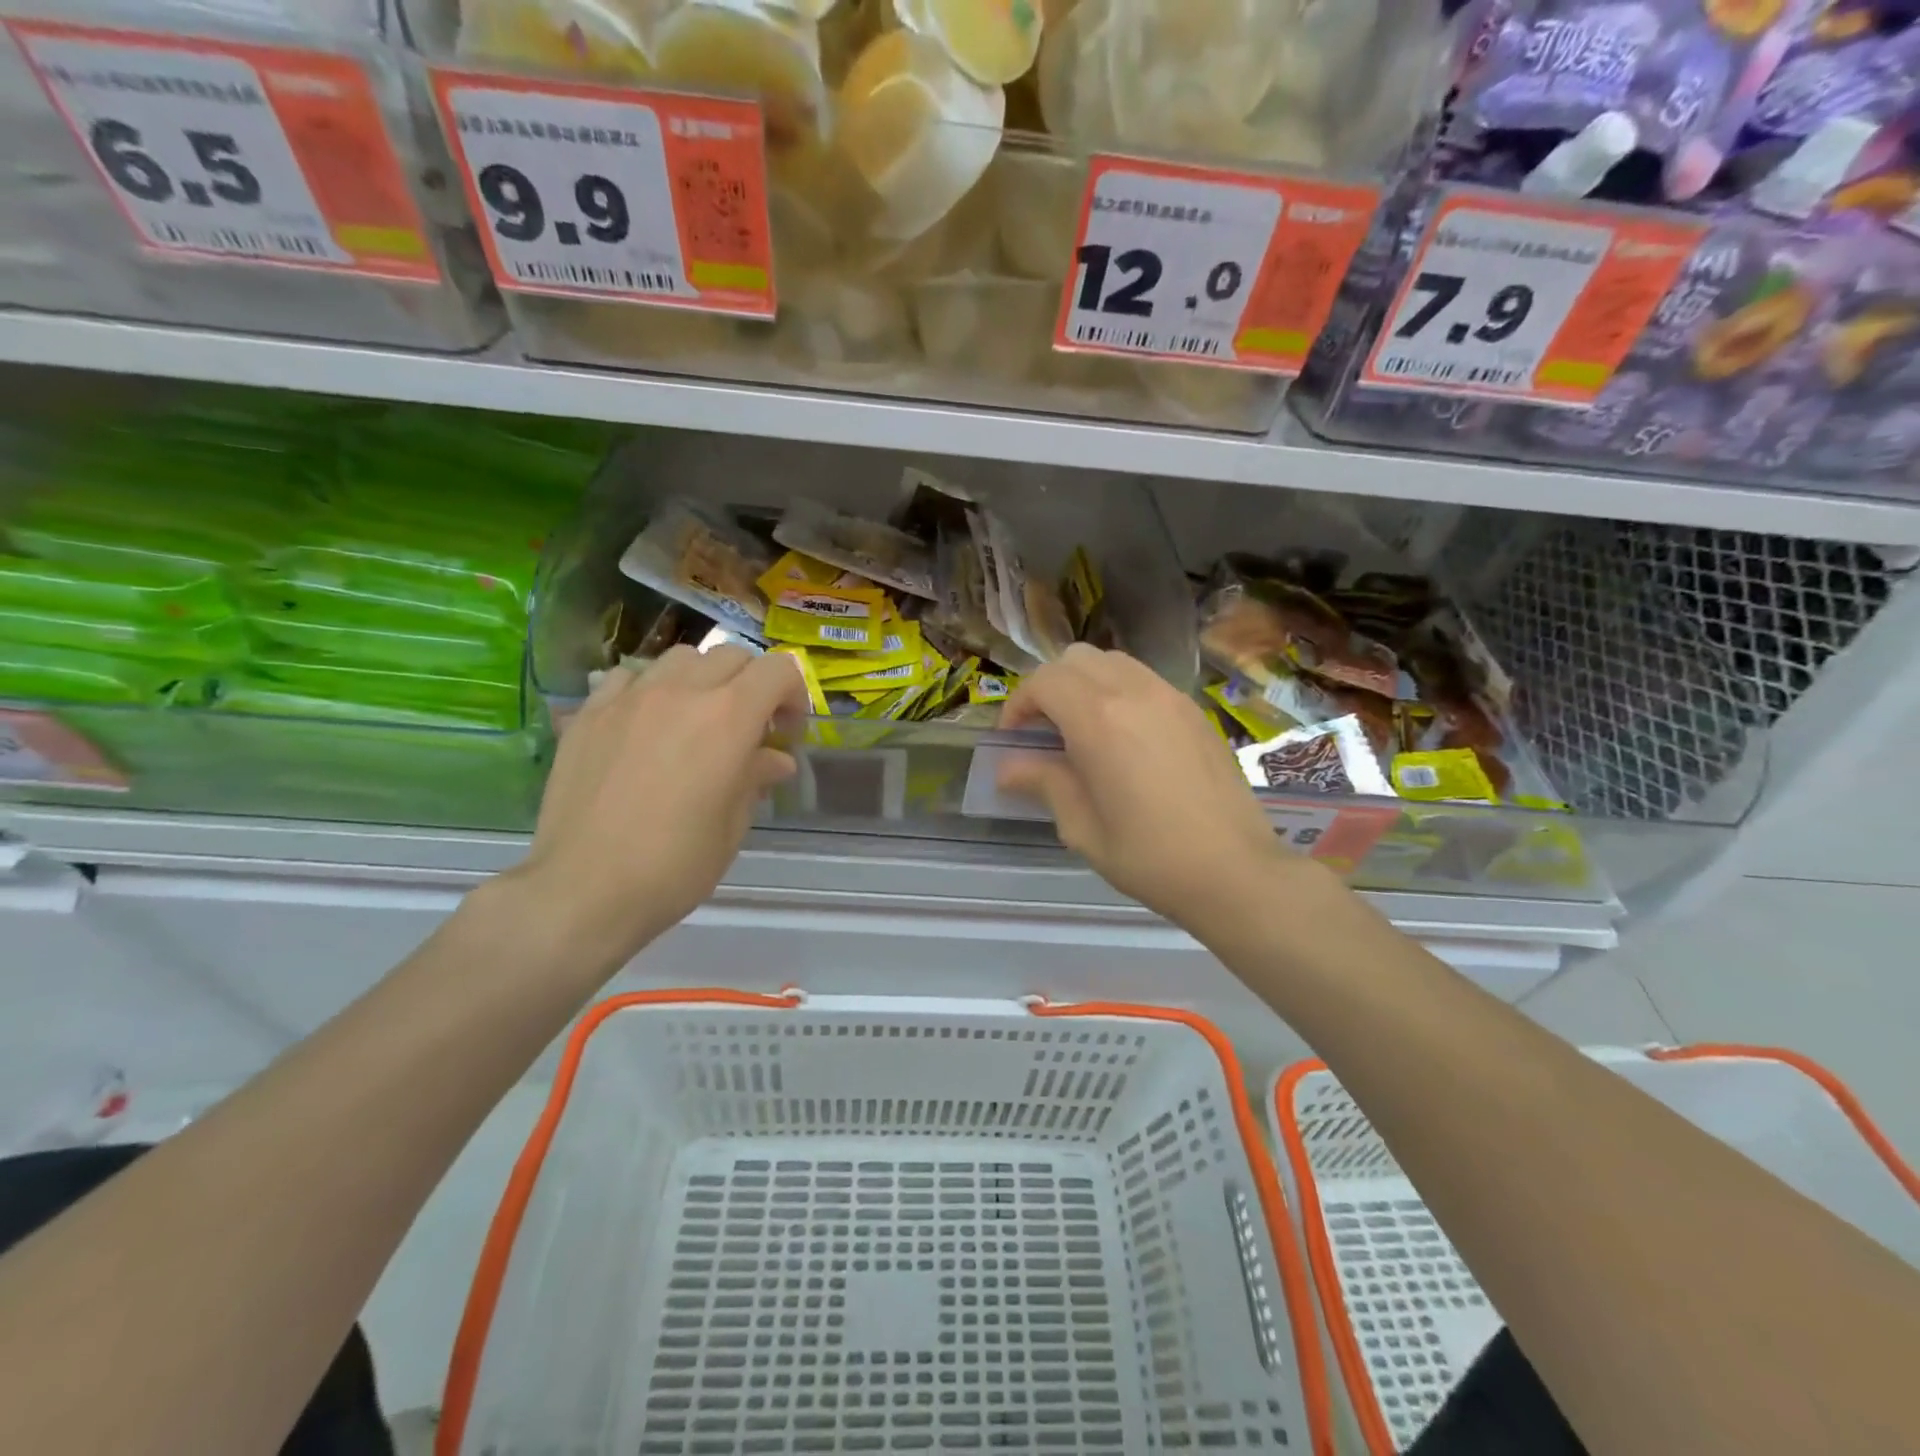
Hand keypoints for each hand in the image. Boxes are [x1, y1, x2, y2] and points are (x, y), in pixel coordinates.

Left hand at [505, 646, 805, 972]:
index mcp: (728, 717)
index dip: (793, 695)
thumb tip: (775, 759)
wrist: (586, 889)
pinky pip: (629, 677)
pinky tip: (645, 724)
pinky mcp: (589, 713)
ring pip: (681, 658)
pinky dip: (650, 689)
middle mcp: (681, 692)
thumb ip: (756, 777)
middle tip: (749, 727)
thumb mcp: (733, 825)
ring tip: (697, 718)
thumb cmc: (675, 865)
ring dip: (703, 679)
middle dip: (752, 684)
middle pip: (731, 656)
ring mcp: (630, 698)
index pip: (778, 670)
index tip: (786, 732)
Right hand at [998, 645, 1304, 933]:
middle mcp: (1135, 692)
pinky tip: (1124, 739)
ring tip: (1083, 731)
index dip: (1019, 704)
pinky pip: (1144, 680)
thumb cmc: (1150, 857)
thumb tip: (1008, 768)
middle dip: (1050, 687)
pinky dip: (1119, 692)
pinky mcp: (1194, 710)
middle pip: (1076, 659)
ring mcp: (1170, 697)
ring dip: (1086, 685)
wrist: (1236, 870)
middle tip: (1044, 731)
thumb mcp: (1082, 827)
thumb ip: (1044, 783)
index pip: (1044, 681)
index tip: (1014, 740)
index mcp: (1099, 719)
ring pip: (1113, 662)